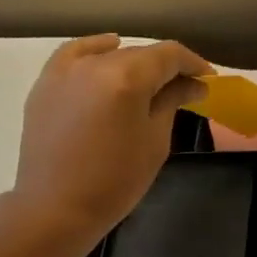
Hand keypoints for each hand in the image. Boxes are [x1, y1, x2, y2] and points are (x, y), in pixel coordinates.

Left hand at [11, 35, 209, 245]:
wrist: (56, 206)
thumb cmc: (117, 179)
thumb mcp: (156, 140)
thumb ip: (172, 101)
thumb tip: (193, 83)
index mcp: (127, 78)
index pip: (169, 55)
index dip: (194, 64)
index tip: (209, 80)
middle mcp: (95, 64)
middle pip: (141, 53)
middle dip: (168, 67)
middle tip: (186, 88)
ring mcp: (66, 71)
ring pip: (111, 54)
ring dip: (136, 63)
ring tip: (150, 83)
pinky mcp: (47, 83)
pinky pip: (76, 54)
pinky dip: (97, 50)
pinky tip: (109, 52)